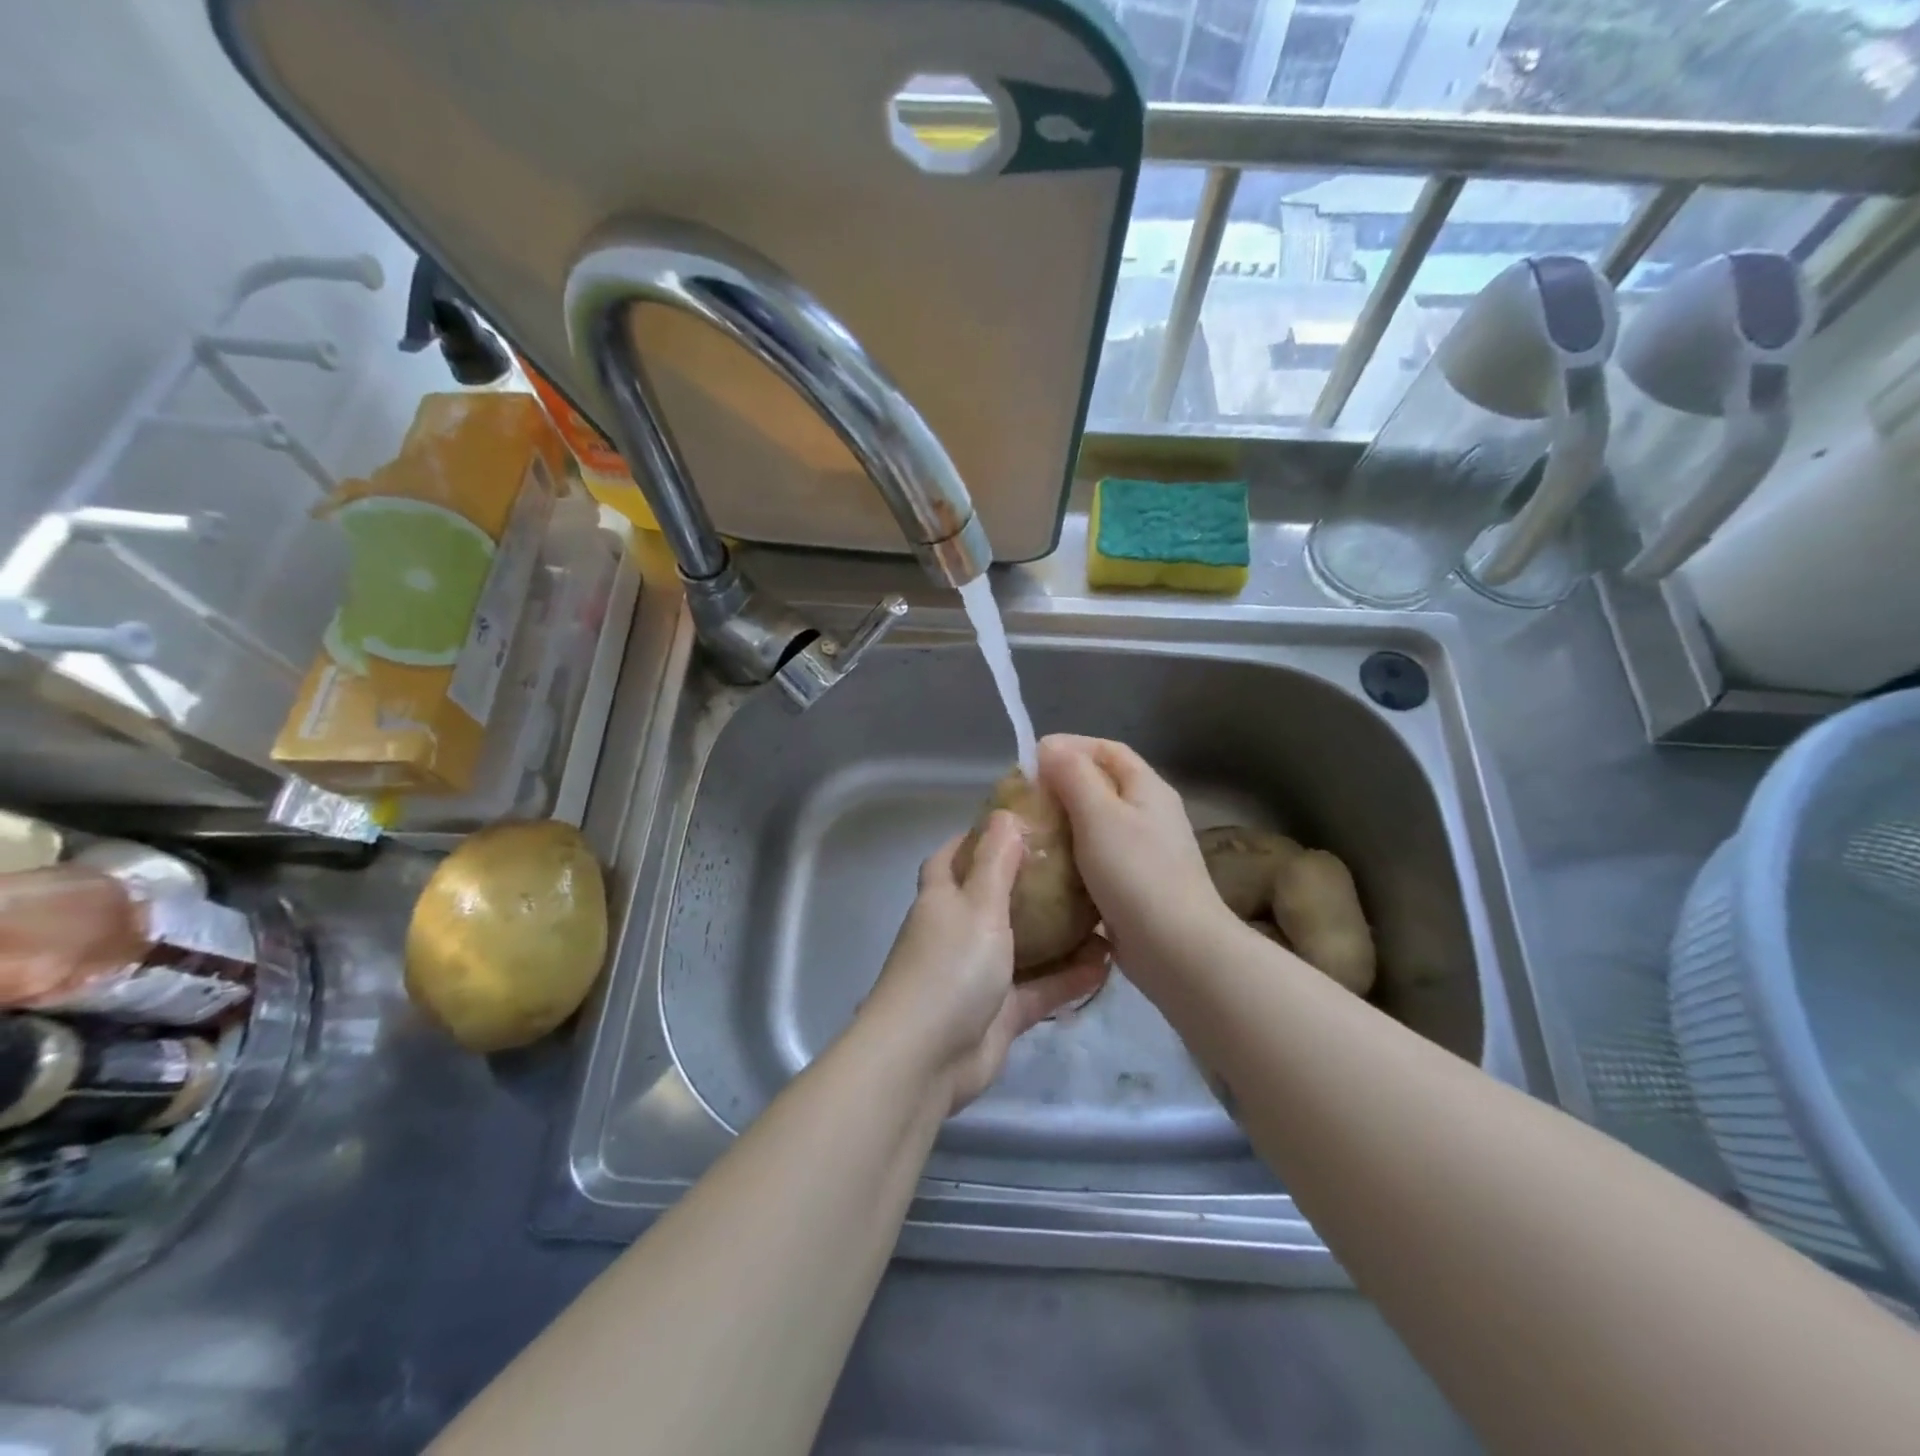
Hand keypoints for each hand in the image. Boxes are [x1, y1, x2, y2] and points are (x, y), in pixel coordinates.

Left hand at [860, 811, 1109, 1112]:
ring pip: (1023, 945)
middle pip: (993, 898)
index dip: (978, 837)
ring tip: (1102, 912)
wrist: (927, 1059)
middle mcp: (957, 932)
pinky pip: (1040, 988)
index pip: (953, 856)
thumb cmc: (950, 967)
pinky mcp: (1000, 1013)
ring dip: (1057, 932)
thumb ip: (996, 861)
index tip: (1018, 822)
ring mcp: (978, 974)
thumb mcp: (978, 904)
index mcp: (942, 898)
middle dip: (1028, 882)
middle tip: (1075, 864)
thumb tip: (1005, 814)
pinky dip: (1068, 977)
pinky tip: (1107, 963)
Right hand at [1039, 735, 1236, 978]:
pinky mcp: (1135, 886)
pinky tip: (1047, 869)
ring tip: (1029, 830)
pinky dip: (1073, 857)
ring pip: (1098, 825)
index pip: (1108, 750)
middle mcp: (1151, 815)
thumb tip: (1049, 746)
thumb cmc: (1136, 873)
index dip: (1071, 746)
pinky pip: (1098, 860)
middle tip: (1024, 797)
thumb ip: (1073, 775)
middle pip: (1103, 786)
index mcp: (1148, 789)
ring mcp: (1145, 853)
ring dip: (1065, 823)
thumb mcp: (1099, 815)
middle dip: (1063, 785)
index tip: (1031, 757)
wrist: (1177, 949)